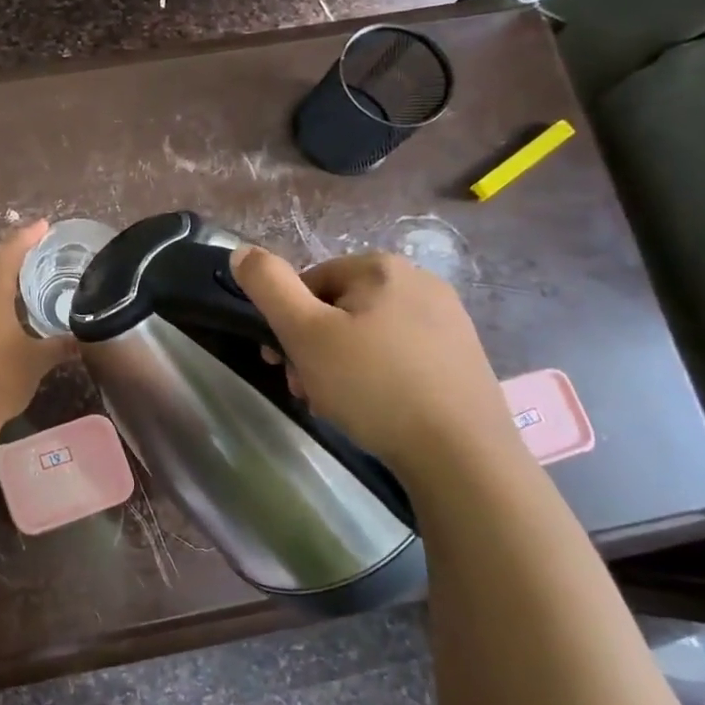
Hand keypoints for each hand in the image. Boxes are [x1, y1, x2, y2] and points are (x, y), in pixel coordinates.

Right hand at [229, 246, 520, 472]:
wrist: (461, 453)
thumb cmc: (373, 385)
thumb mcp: (304, 333)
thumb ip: (268, 286)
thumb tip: (242, 251)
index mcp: (382, 267)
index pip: (309, 283)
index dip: (287, 323)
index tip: (283, 364)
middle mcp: (420, 281)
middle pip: (339, 308)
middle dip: (314, 348)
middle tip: (307, 390)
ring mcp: (448, 320)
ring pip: (368, 335)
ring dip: (341, 365)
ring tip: (338, 405)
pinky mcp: (462, 356)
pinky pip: (401, 356)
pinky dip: (378, 377)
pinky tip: (375, 410)